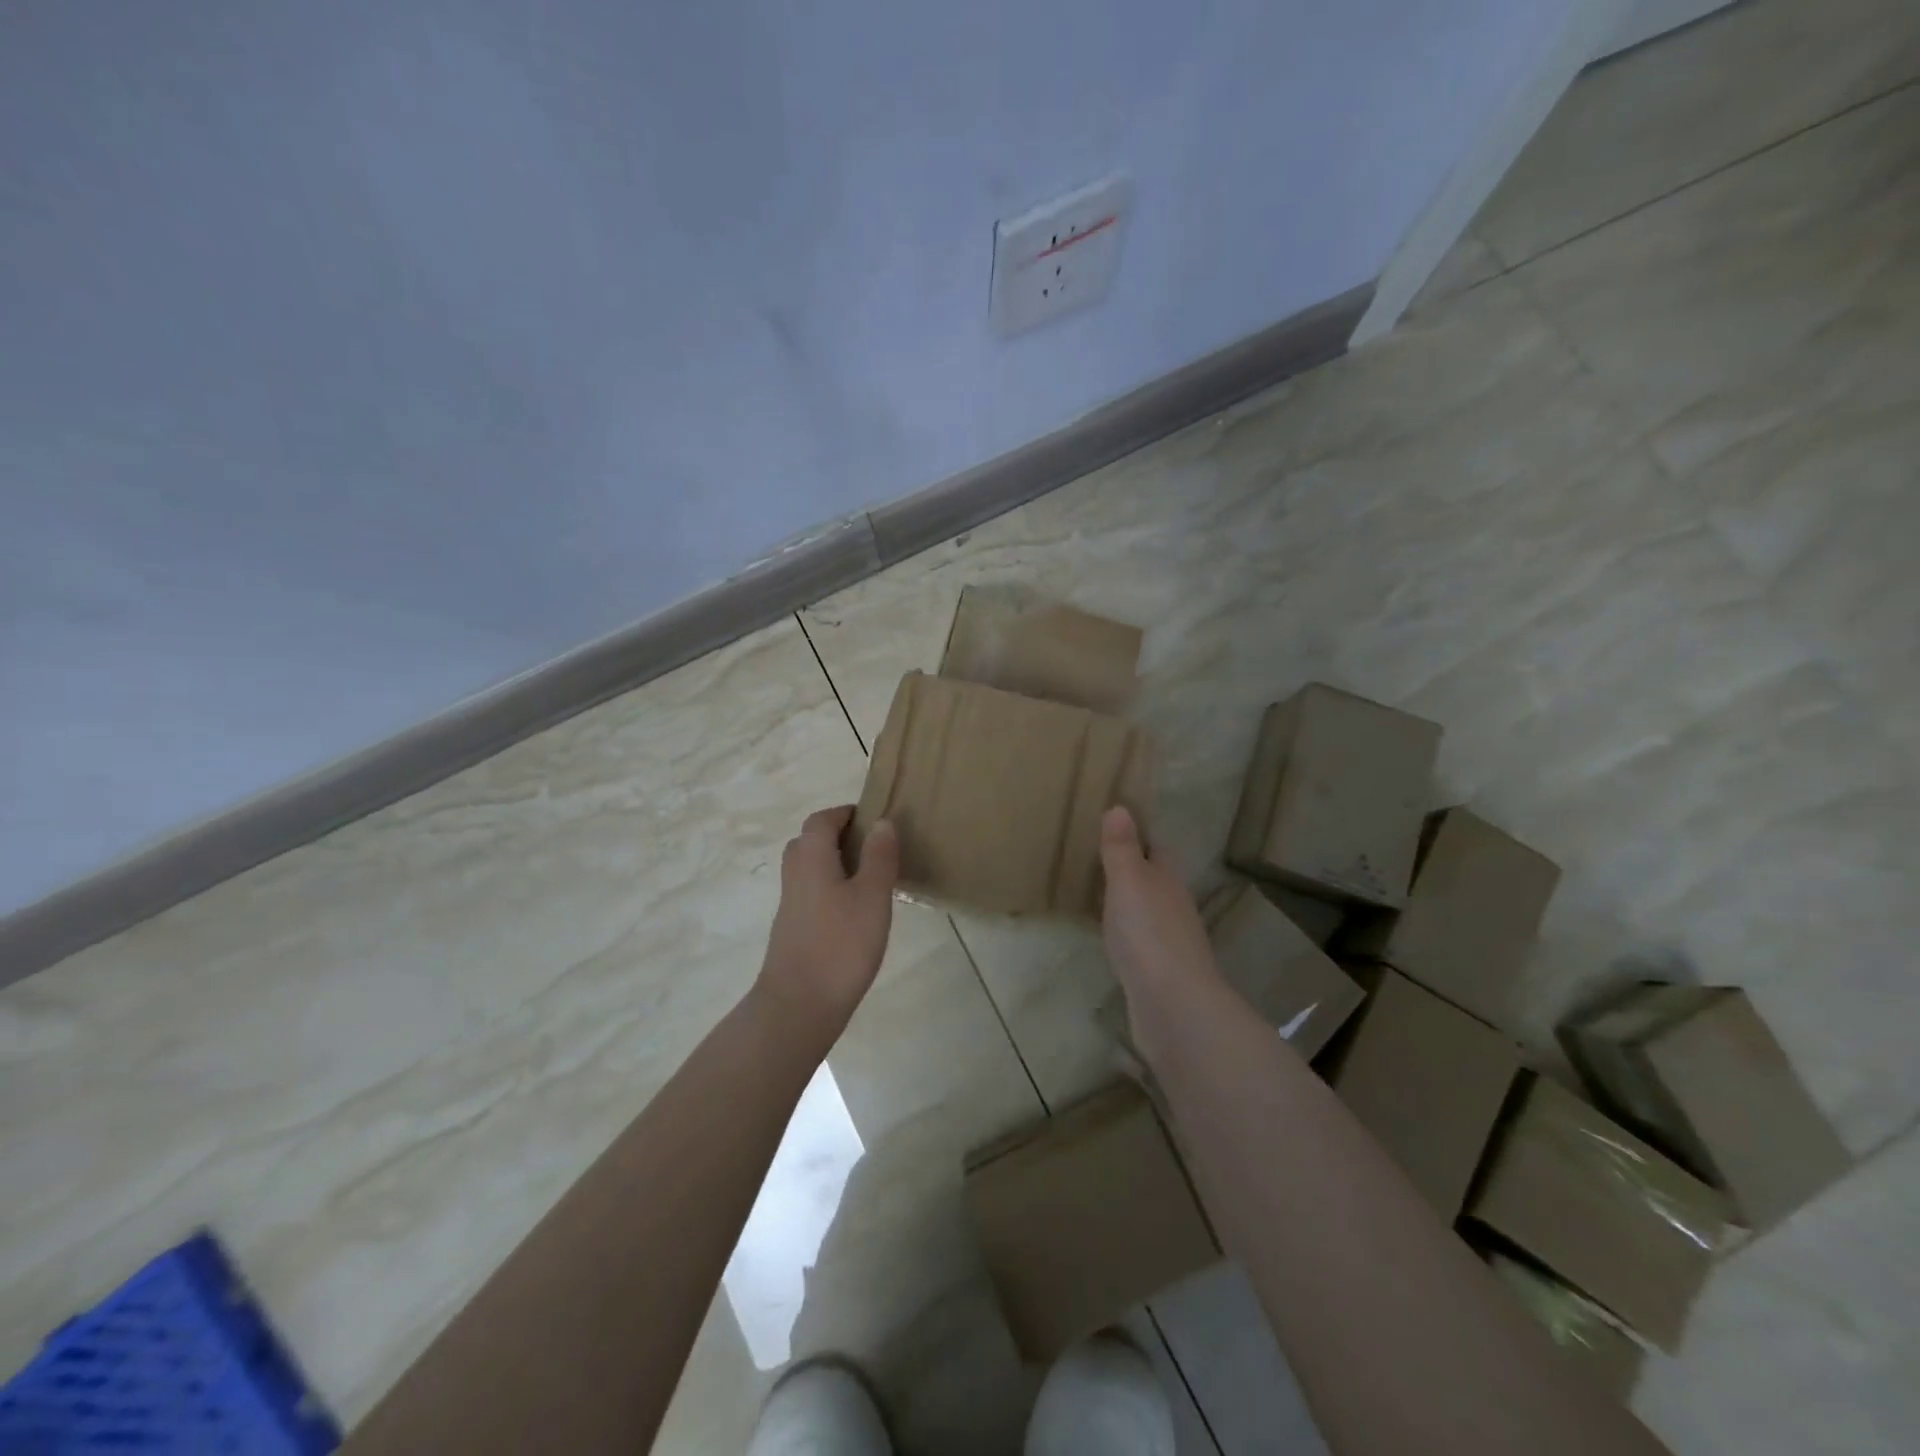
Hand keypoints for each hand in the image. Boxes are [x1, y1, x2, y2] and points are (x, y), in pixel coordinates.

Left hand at [755, 805, 899, 1049]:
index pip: (822, 819)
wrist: (798, 1005)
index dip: (845, 813)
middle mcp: (795, 873)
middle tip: (873, 846)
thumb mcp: (872, 896)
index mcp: (811, 857)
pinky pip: (811, 892)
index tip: (873, 818)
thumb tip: (881, 822)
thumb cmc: (841, 944)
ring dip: (835, 863)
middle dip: (839, 836)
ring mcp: (790, 903)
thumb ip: (878, 856)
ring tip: (870, 877)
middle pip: (810, 841)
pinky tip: (855, 911)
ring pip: (810, 868)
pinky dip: (831, 887)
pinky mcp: (793, 928)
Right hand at [1099, 806, 1215, 999]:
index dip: (1139, 838)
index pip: (1157, 850)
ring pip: (1149, 912)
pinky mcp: (1160, 973)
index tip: (1115, 829)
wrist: (1172, 1005)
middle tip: (1099, 862)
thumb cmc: (1147, 933)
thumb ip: (1121, 848)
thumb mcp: (1128, 881)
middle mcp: (1175, 907)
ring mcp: (1170, 942)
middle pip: (1155, 881)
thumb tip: (1121, 807)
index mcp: (1168, 880)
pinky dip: (1128, 935)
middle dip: (1134, 872)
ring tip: (1100, 898)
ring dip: (1130, 905)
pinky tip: (1112, 941)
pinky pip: (1141, 943)